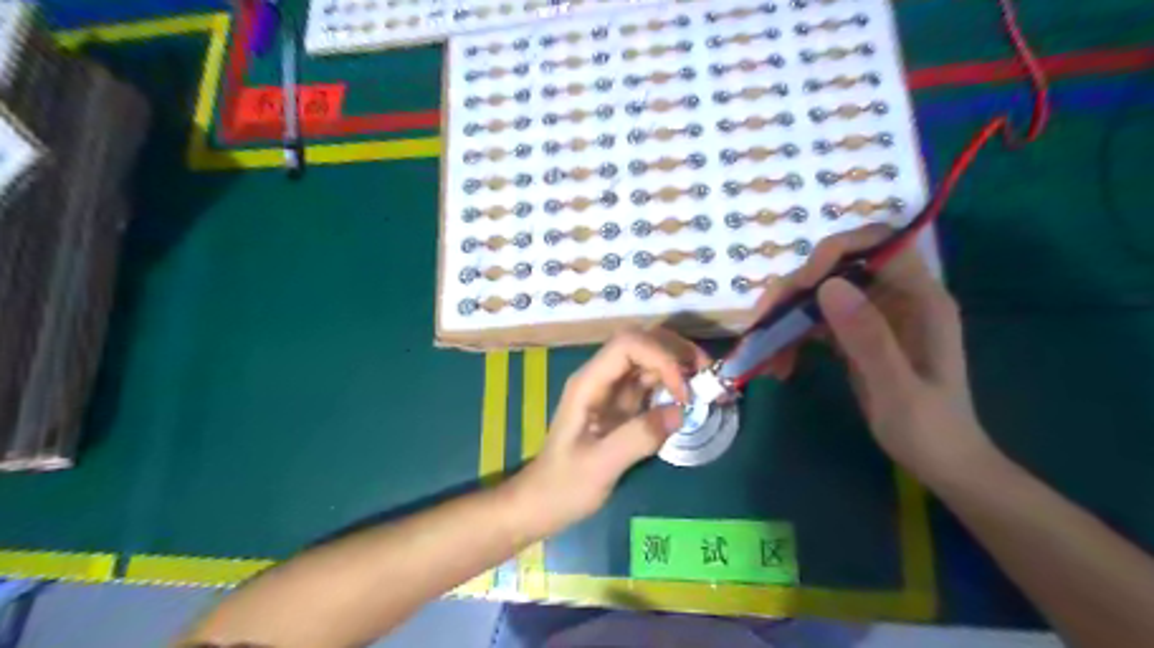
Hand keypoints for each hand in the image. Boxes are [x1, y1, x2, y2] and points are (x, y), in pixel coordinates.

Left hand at [507, 328, 712, 536]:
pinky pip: (653, 381)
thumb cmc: (565, 485)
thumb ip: (637, 438)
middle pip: (641, 342)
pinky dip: (675, 383)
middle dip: (676, 351)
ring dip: (680, 364)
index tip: (683, 392)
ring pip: (650, 358)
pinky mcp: (624, 405)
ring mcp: (614, 390)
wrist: (544, 501)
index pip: (627, 345)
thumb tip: (680, 413)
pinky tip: (691, 398)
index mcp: (589, 383)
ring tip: (707, 382)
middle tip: (708, 374)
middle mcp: (602, 378)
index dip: (660, 357)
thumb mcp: (599, 466)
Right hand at [763, 226, 995, 481]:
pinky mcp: (854, 336)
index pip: (880, 244)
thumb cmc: (929, 430)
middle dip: (796, 291)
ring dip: (786, 319)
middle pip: (837, 268)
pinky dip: (792, 340)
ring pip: (819, 296)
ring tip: (764, 353)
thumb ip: (867, 337)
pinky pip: (815, 324)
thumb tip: (826, 286)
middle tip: (763, 322)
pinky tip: (779, 366)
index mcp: (920, 299)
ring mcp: (872, 317)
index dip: (837, 250)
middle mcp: (895, 298)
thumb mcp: (897, 388)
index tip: (801, 283)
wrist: (940, 463)